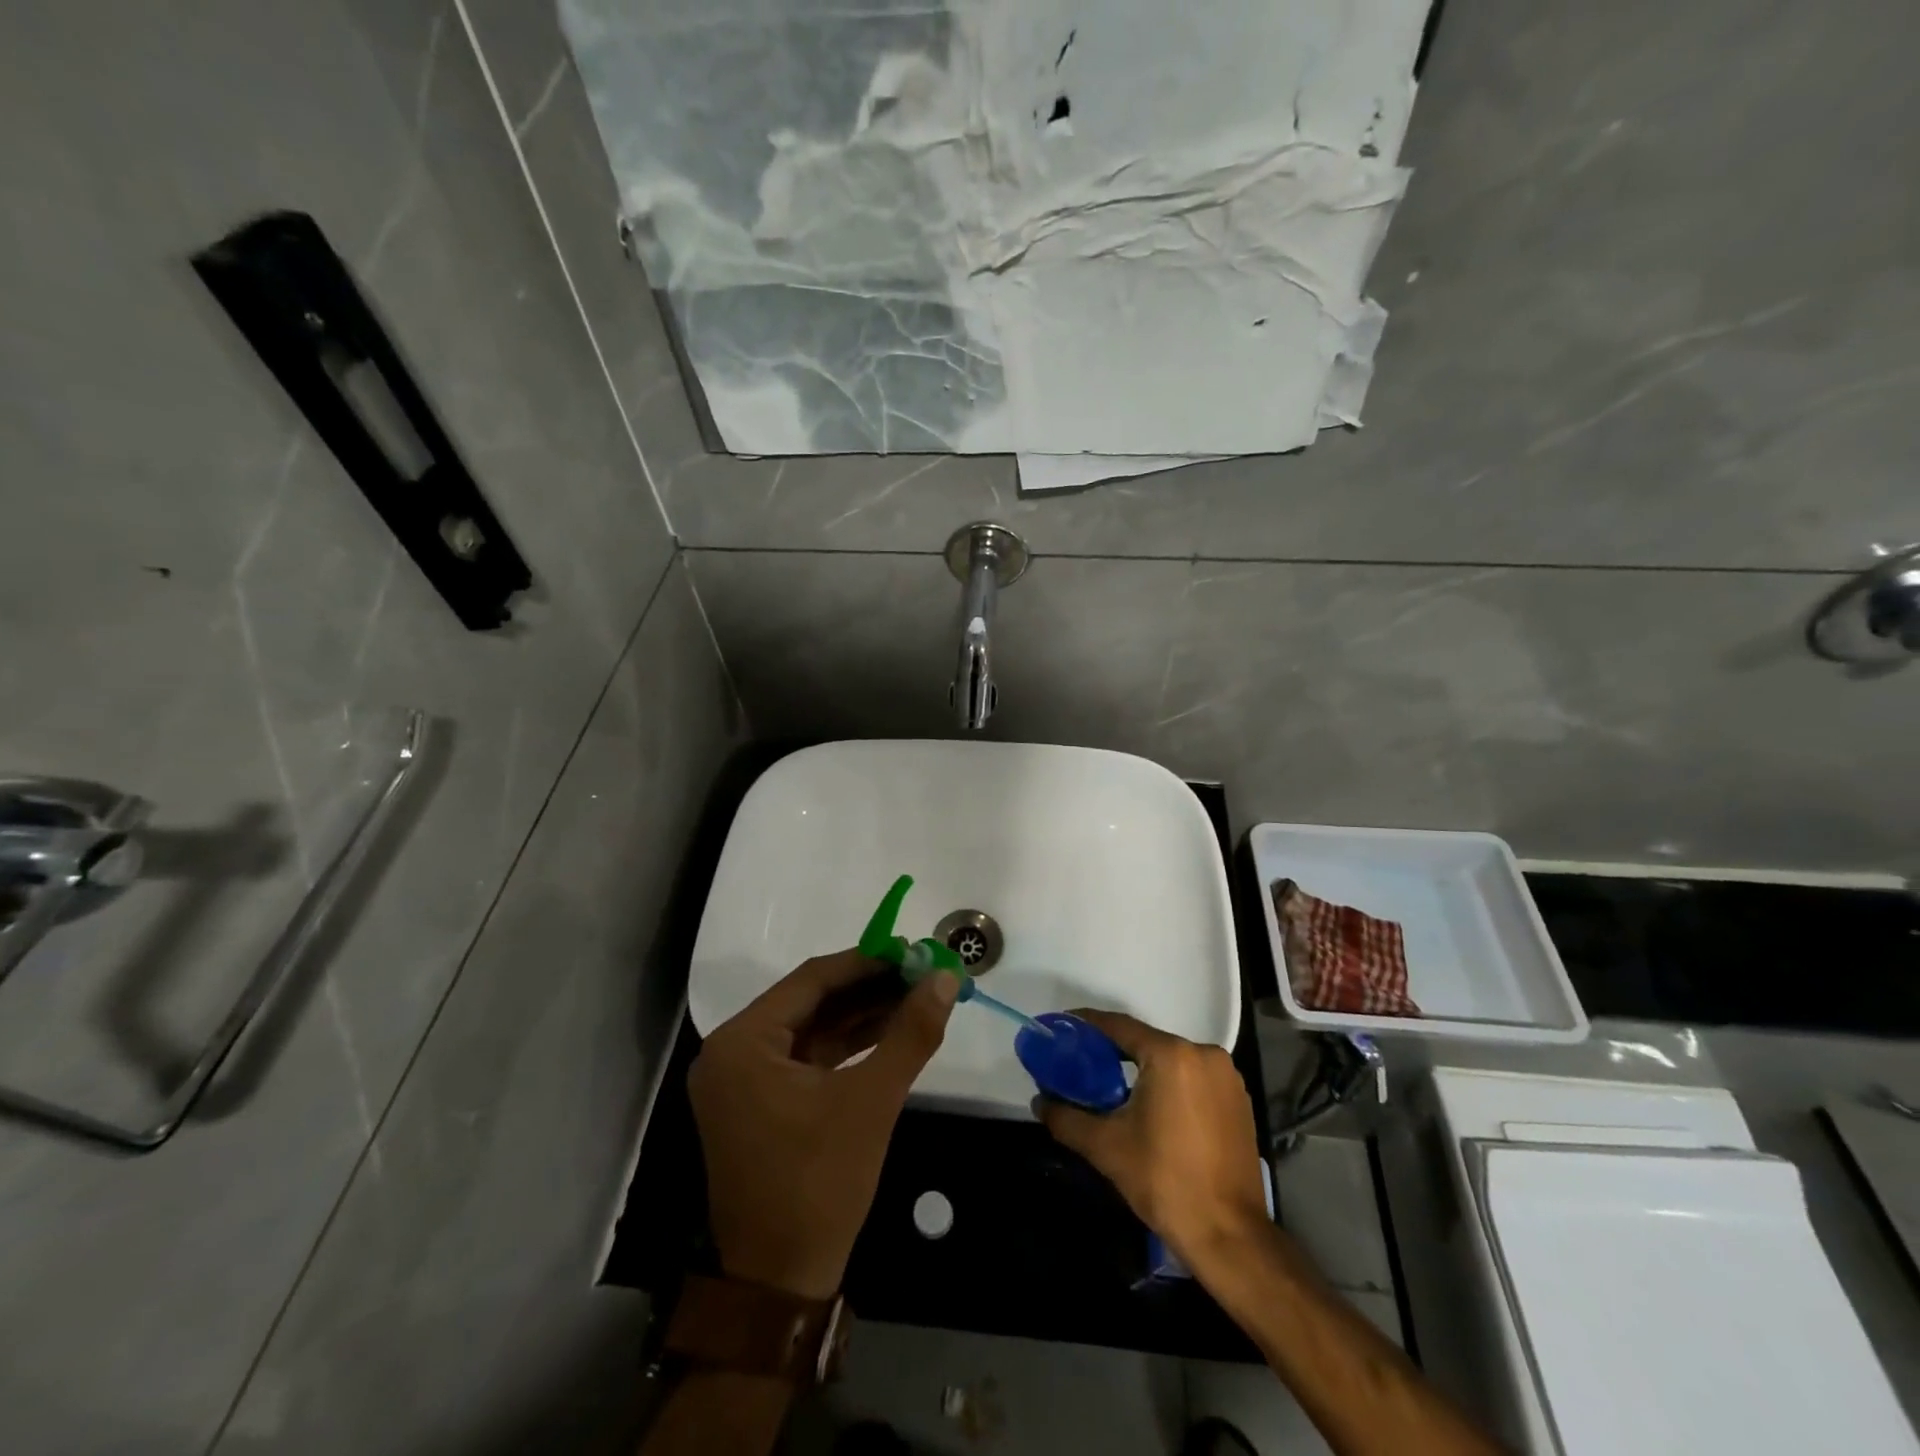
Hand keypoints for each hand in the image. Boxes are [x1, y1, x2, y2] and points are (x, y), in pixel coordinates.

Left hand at [689, 950, 958, 1299]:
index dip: (866, 961)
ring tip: (916, 996)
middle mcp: (733, 1052)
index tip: (912, 949)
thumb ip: (910, 1032)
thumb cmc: (819, 1183)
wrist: (781, 1284)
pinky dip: (847, 1045)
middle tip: (920, 972)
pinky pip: (808, 1058)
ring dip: (862, 1015)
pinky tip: (890, 1031)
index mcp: (743, 1042)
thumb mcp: (872, 1101)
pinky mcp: (760, 1104)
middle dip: (868, 988)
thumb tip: (946, 978)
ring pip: (812, 1029)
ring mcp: (744, 1081)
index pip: (812, 979)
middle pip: (811, 1001)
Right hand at [1035, 1010, 1267, 1272]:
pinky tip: (1153, 1108)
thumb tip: (1039, 1102)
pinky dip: (1170, 1085)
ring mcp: (1227, 1077)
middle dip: (1114, 1052)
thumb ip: (1067, 1118)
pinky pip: (1194, 1079)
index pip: (1119, 1027)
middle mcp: (1204, 1054)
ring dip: (1144, 1070)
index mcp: (1171, 1055)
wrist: (1230, 1237)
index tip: (1064, 1028)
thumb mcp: (1106, 1147)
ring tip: (1114, 1088)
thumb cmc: (1165, 1182)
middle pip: (1147, 1042)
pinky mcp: (1239, 1101)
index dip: (1088, 1026)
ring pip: (1172, 1061)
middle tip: (1083, 1064)